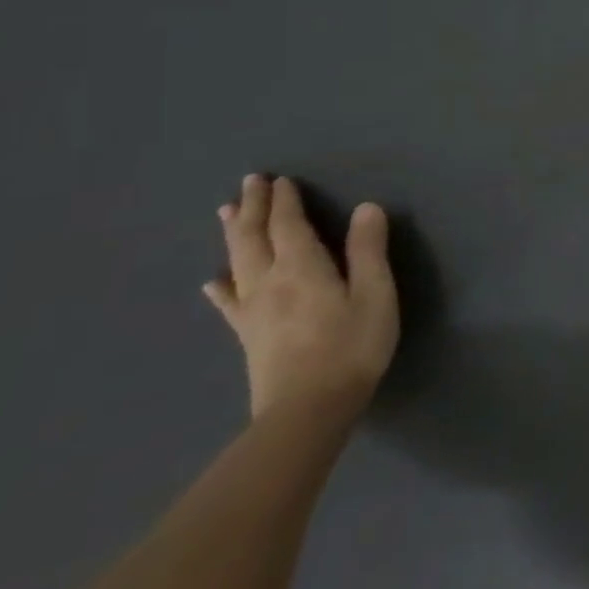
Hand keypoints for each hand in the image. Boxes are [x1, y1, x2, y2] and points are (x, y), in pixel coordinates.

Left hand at [204, 175, 399, 423]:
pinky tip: (213, 282)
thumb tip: (366, 208)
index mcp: (302, 268)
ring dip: (233, 234)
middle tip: (250, 183)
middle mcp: (268, 282)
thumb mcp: (375, 293)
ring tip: (227, 213)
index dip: (284, 202)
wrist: (308, 408)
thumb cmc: (353, 345)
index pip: (288, 226)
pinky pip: (229, 301)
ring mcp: (252, 310)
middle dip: (252, 209)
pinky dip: (222, 285)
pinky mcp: (248, 334)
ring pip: (237, 262)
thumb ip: (368, 250)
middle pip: (254, 238)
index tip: (280, 180)